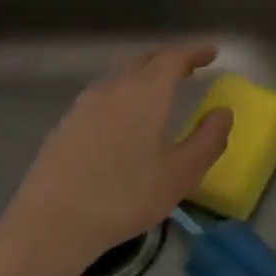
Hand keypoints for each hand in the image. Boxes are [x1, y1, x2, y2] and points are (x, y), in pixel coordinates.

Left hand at [0, 43, 232, 275]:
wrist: (52, 223)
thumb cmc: (126, 196)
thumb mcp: (181, 174)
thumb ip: (208, 139)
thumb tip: (223, 113)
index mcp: (144, 93)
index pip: (173, 59)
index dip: (194, 53)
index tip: (211, 52)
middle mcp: (112, 89)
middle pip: (143, 62)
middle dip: (168, 62)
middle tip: (188, 69)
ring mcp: (83, 106)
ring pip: (120, 81)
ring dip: (143, 80)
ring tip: (159, 96)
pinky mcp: (64, 126)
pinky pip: (102, 101)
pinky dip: (122, 100)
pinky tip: (124, 124)